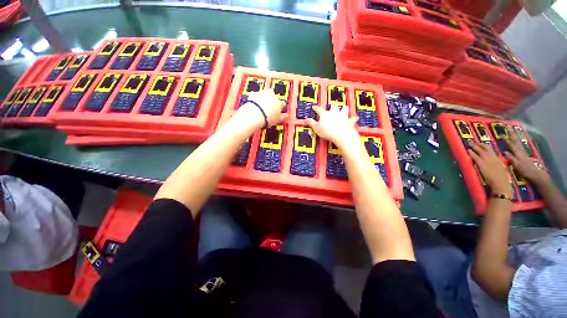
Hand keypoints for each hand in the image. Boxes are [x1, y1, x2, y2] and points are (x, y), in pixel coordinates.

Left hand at [236, 90, 287, 128]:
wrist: (254, 114)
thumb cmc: (267, 118)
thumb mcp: (277, 120)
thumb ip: (283, 117)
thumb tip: (287, 115)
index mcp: (279, 103)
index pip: (283, 104)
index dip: (281, 107)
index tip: (279, 110)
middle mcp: (272, 96)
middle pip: (274, 97)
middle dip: (273, 101)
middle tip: (270, 107)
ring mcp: (263, 93)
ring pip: (266, 93)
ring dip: (266, 96)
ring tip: (263, 103)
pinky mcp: (254, 94)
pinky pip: (257, 94)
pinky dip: (256, 97)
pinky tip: (255, 103)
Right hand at [305, 105, 358, 146]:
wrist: (341, 134)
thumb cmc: (327, 131)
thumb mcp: (316, 128)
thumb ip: (311, 123)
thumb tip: (305, 119)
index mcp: (325, 114)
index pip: (319, 109)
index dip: (316, 108)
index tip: (314, 107)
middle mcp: (334, 112)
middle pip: (333, 107)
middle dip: (332, 107)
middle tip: (332, 108)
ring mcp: (343, 116)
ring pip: (344, 109)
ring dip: (344, 109)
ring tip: (344, 109)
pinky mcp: (349, 121)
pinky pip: (353, 118)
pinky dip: (353, 118)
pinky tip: (355, 118)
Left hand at [468, 141, 511, 196]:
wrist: (500, 183)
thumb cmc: (501, 178)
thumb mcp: (501, 168)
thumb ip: (497, 164)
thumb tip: (494, 162)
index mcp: (498, 159)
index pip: (491, 151)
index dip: (485, 146)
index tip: (481, 144)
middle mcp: (493, 158)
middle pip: (485, 148)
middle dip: (479, 144)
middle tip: (473, 140)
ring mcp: (487, 160)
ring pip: (480, 151)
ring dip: (474, 146)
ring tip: (469, 143)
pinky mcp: (482, 164)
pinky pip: (475, 157)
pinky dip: (472, 153)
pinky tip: (468, 150)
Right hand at [504, 132, 546, 183]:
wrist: (535, 174)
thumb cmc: (525, 171)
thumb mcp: (517, 166)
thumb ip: (511, 159)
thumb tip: (505, 152)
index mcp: (518, 154)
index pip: (512, 145)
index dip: (507, 140)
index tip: (502, 135)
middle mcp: (521, 151)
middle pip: (516, 141)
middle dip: (512, 135)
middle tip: (508, 128)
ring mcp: (523, 152)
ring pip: (518, 142)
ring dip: (515, 137)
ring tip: (512, 132)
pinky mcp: (524, 154)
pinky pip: (520, 145)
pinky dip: (518, 141)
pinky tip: (517, 141)